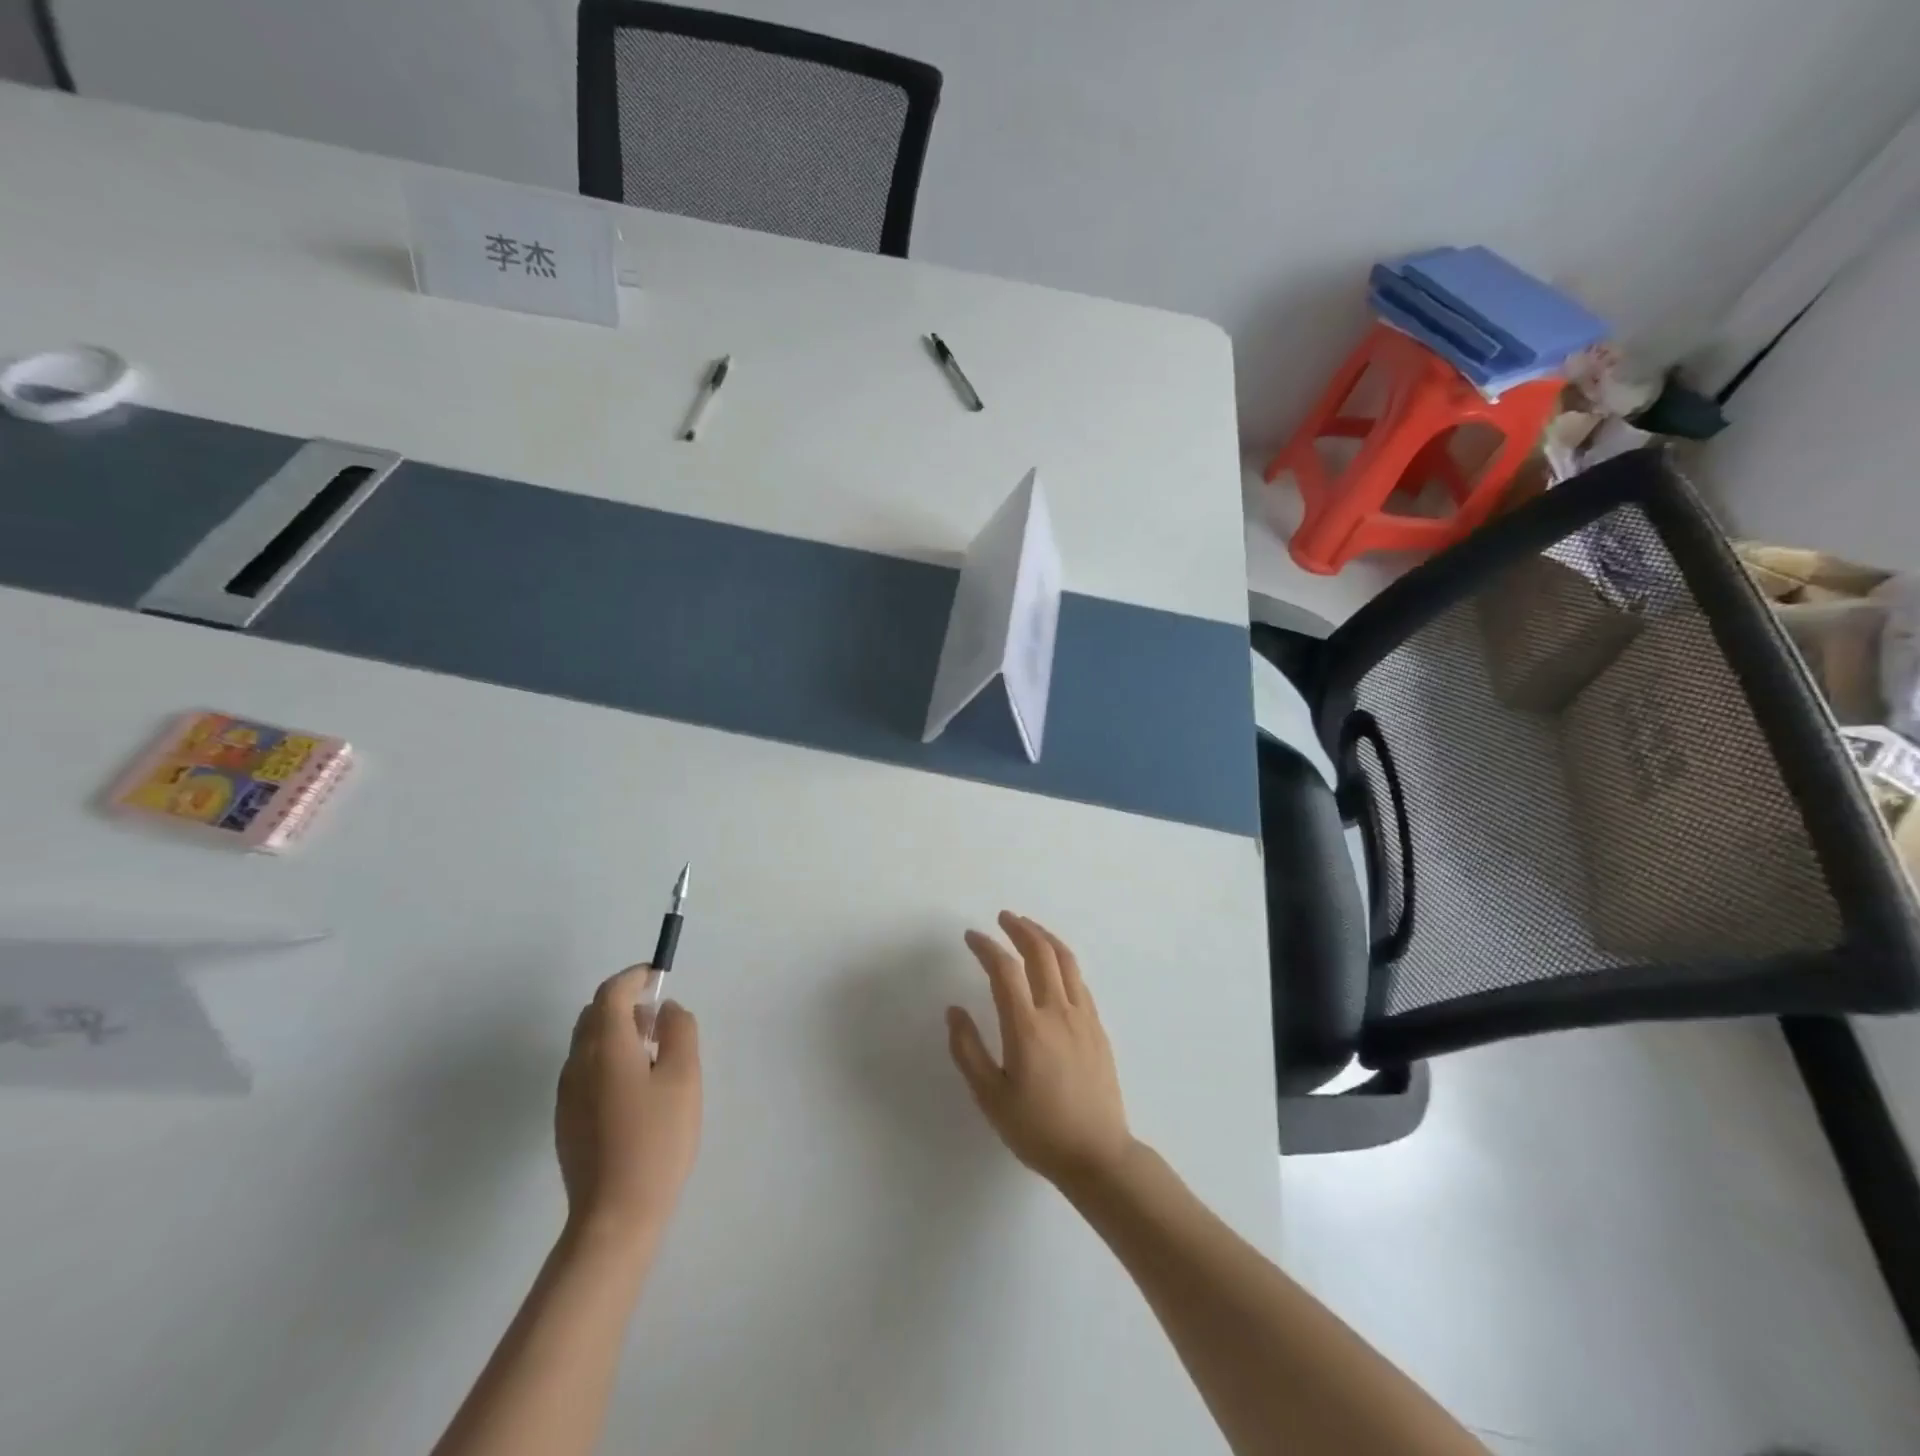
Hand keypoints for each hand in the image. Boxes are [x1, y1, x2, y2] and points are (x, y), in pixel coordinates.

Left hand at [556, 967, 701, 1247]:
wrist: (615, 1216)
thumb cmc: (657, 1140)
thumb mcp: (684, 1078)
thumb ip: (680, 1031)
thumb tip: (666, 1008)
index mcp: (606, 1048)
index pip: (611, 993)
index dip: (633, 977)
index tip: (656, 975)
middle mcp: (577, 1064)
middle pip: (593, 1014)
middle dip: (623, 1001)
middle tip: (658, 1015)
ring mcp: (566, 1094)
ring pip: (586, 1041)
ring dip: (615, 1029)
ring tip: (651, 1050)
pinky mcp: (565, 1119)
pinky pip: (583, 1068)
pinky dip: (606, 1056)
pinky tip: (633, 1085)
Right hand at [947, 912, 1133, 1189]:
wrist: (1098, 1155)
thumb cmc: (1038, 1130)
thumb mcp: (991, 1098)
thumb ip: (968, 1051)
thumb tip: (954, 1011)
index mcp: (1027, 1027)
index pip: (1004, 970)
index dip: (986, 947)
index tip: (971, 937)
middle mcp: (1057, 1012)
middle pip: (1040, 953)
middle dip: (1019, 929)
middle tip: (1003, 918)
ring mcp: (1083, 1017)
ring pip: (1066, 960)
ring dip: (1044, 937)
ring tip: (1028, 927)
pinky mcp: (1098, 1027)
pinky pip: (1079, 980)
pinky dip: (1063, 960)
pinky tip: (1054, 965)